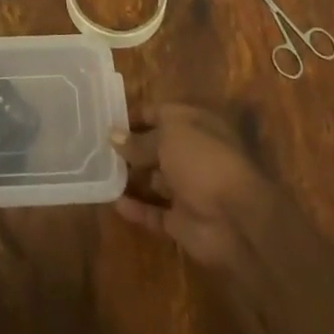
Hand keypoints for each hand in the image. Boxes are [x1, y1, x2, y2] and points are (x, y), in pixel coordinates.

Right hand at [115, 104, 333, 333]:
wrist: (238, 220)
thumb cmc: (203, 160)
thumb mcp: (168, 138)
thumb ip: (139, 140)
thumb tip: (114, 136)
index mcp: (191, 123)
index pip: (157, 112)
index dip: (133, 115)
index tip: (106, 117)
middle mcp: (189, 152)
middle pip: (154, 146)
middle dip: (128, 147)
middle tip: (95, 146)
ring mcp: (186, 188)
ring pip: (153, 179)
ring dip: (130, 177)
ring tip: (98, 171)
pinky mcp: (182, 221)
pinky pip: (154, 213)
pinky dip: (136, 209)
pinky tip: (113, 203)